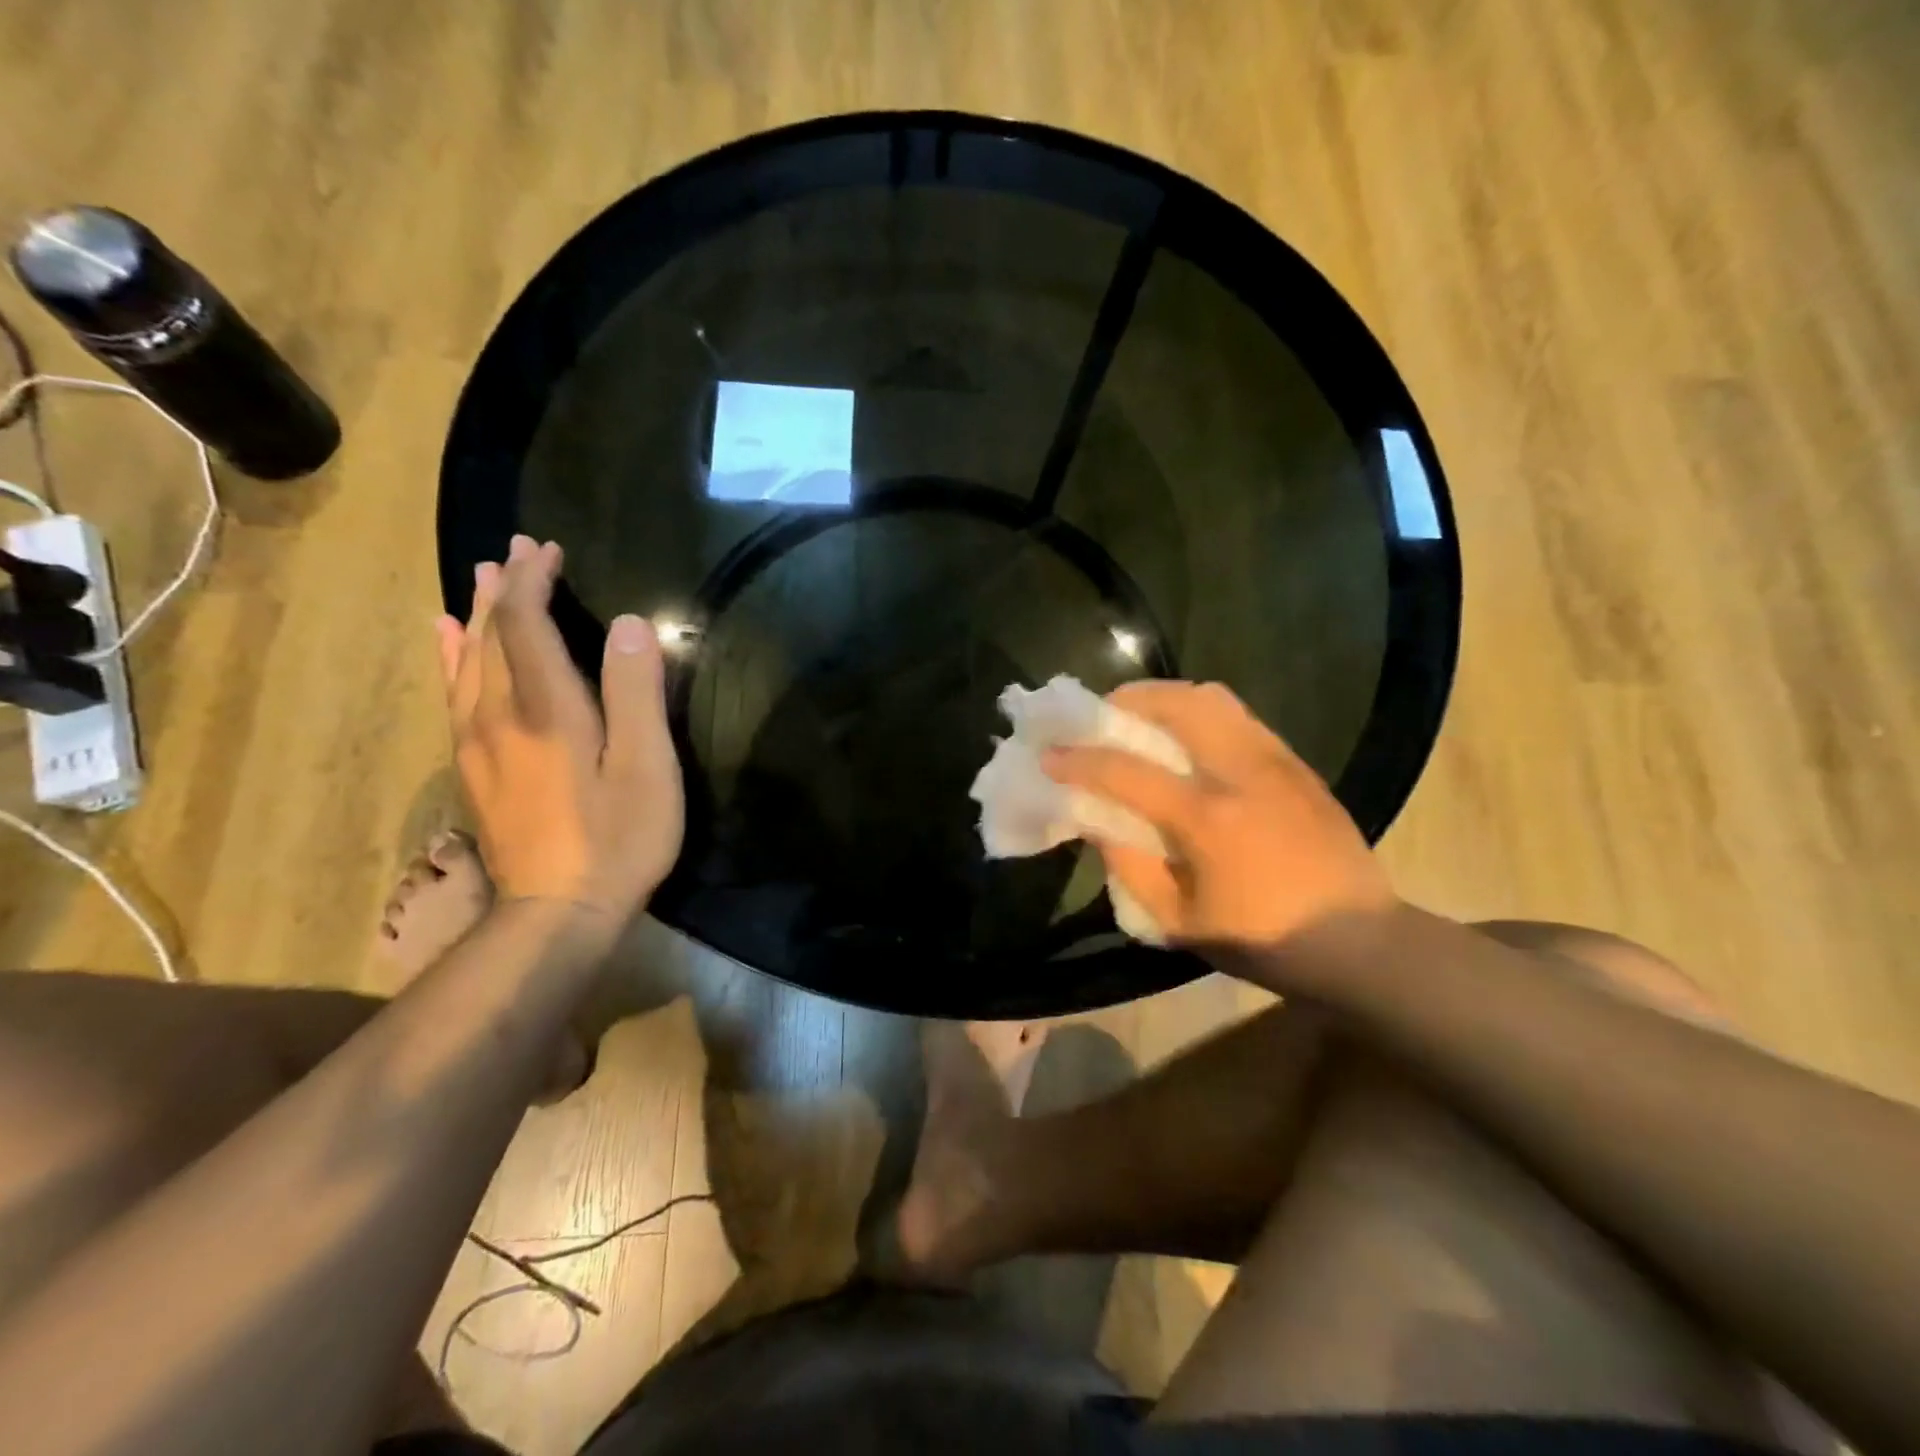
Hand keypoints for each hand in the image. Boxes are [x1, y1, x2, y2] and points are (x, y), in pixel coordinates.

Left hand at [437, 535, 683, 922]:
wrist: (558, 913)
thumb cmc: (618, 837)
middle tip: (517, 550)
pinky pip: (453, 695)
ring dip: (475, 616)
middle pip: (489, 636)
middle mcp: (497, 714)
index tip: (547, 547)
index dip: (533, 580)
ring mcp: (477, 744)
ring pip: (465, 662)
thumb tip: (628, 624)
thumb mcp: (645, 765)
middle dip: (503, 589)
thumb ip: (635, 691)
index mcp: (545, 707)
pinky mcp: (474, 770)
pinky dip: (450, 659)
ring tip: (480, 581)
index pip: (524, 624)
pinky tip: (447, 645)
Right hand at [1043, 681, 1396, 956]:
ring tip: (1141, 717)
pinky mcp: (1296, 763)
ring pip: (1213, 698)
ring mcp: (1274, 760)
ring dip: (1166, 698)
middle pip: (1177, 704)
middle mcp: (1241, 772)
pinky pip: (1239, 716)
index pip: (1126, 771)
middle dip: (1127, 701)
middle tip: (1100, 717)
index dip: (1079, 760)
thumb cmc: (1263, 940)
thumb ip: (1128, 865)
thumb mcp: (1178, 921)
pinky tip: (1188, 739)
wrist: (1361, 941)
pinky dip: (1200, 713)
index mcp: (1207, 818)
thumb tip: (1095, 820)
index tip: (1048, 754)